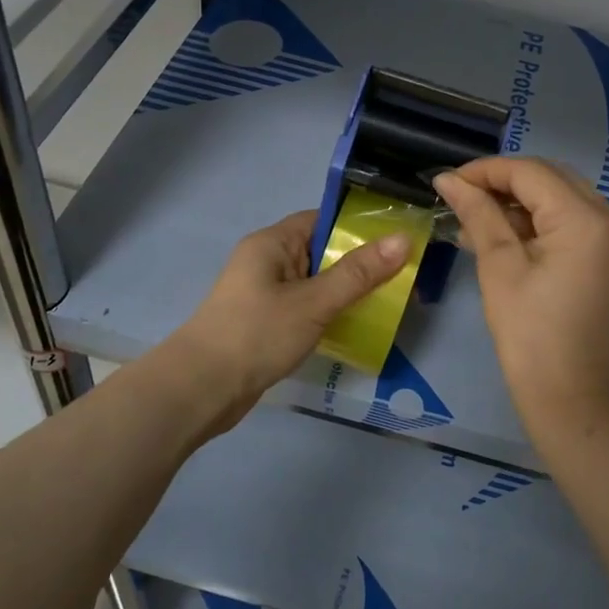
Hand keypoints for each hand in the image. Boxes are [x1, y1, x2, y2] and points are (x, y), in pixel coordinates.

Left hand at [166, 210, 411, 433]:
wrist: (202, 390)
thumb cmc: (257, 334)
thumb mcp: (314, 302)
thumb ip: (358, 273)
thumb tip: (403, 239)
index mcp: (272, 243)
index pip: (322, 219)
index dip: (359, 227)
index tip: (399, 240)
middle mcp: (267, 262)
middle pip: (322, 252)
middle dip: (361, 264)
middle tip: (405, 275)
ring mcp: (265, 294)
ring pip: (317, 283)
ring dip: (348, 292)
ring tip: (390, 302)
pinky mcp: (266, 323)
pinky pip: (307, 308)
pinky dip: (330, 313)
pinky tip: (357, 326)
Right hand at [434, 158, 608, 435]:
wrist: (577, 402)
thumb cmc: (530, 337)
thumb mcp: (499, 269)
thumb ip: (478, 215)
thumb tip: (448, 180)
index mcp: (587, 221)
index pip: (532, 173)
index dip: (486, 171)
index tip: (448, 183)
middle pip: (556, 181)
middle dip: (508, 185)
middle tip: (466, 201)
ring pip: (572, 204)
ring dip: (529, 207)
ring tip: (484, 226)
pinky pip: (588, 231)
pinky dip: (553, 229)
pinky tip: (520, 246)